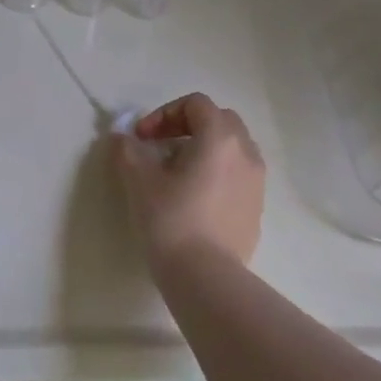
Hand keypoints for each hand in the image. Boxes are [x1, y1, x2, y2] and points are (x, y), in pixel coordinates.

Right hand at [113, 93, 264, 271]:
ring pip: (232, 149)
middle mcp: (246, 153)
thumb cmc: (171, 220)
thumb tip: (123, 139)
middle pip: (219, 121)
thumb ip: (128, 150)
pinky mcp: (256, 208)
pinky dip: (216, 174)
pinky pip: (237, 176)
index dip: (164, 113)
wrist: (205, 276)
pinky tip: (193, 200)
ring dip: (204, 150)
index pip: (196, 104)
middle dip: (187, 126)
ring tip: (176, 174)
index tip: (142, 138)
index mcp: (220, 138)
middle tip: (160, 148)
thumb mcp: (139, 181)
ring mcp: (257, 182)